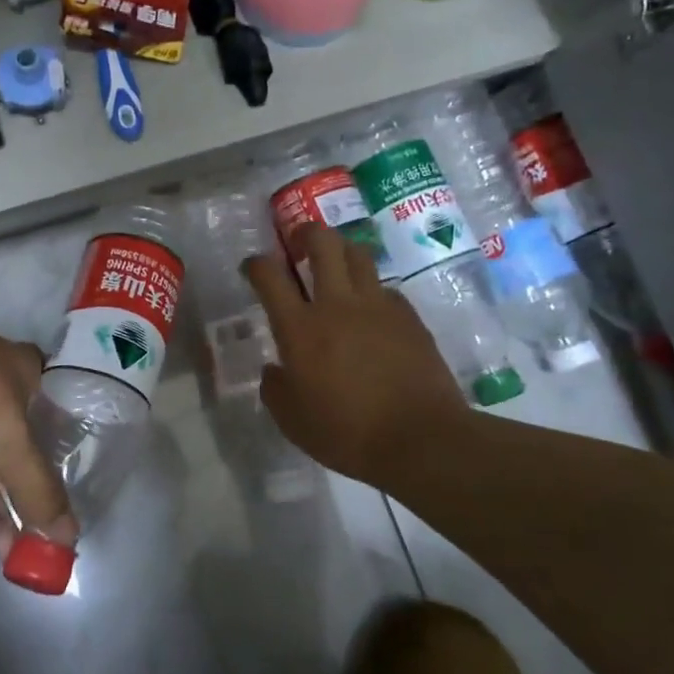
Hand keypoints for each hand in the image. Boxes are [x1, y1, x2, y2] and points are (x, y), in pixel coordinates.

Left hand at [0, 286, 76, 553]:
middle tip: (40, 544)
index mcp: (20, 374)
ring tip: (11, 553)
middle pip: (11, 449)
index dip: (62, 453)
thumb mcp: (10, 437)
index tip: (73, 494)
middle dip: (23, 495)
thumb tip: (69, 538)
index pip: (51, 415)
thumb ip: (37, 488)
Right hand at [244, 223, 468, 484]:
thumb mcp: (292, 421)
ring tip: (336, 266)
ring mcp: (377, 306)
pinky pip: (385, 289)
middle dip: (306, 233)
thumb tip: (275, 368)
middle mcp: (337, 305)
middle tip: (299, 244)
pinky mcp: (409, 317)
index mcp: (300, 328)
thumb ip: (275, 388)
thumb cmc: (347, 434)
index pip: (270, 276)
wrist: (421, 440)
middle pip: (322, 243)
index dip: (256, 263)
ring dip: (341, 252)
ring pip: (358, 255)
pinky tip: (371, 312)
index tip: (252, 267)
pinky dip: (371, 290)